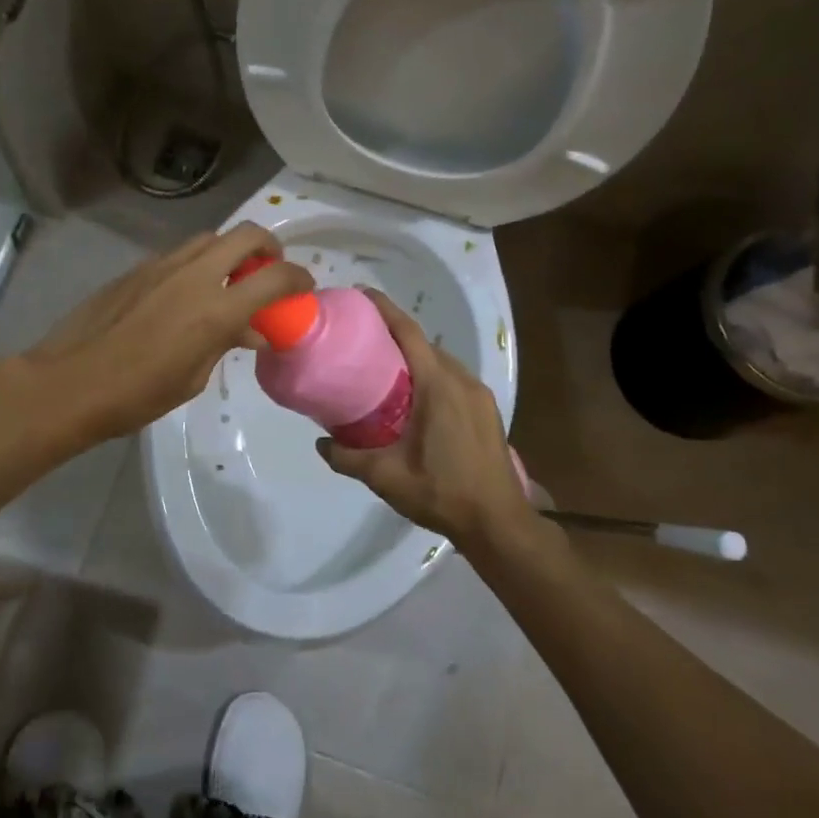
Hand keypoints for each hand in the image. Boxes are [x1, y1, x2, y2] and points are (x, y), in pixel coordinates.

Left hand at [25, 223, 314, 441]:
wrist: (70, 382)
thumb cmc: (137, 395)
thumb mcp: (193, 377)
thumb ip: (225, 343)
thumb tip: (249, 331)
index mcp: (215, 308)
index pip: (275, 277)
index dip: (298, 278)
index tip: (304, 288)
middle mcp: (194, 274)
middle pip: (246, 234)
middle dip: (269, 246)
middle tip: (270, 269)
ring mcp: (162, 266)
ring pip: (210, 238)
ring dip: (230, 252)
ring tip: (229, 280)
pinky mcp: (137, 269)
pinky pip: (179, 255)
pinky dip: (197, 264)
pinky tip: (187, 294)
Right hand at [317, 289, 533, 547]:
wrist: (498, 523)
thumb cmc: (441, 493)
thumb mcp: (386, 477)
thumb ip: (348, 458)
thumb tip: (320, 444)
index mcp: (437, 386)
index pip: (408, 334)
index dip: (385, 310)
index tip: (362, 294)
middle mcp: (462, 381)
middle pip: (425, 344)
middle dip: (395, 334)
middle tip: (362, 339)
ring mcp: (480, 395)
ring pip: (442, 362)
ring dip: (415, 358)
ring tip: (384, 369)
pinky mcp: (487, 411)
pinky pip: (454, 379)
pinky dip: (431, 376)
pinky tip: (415, 399)